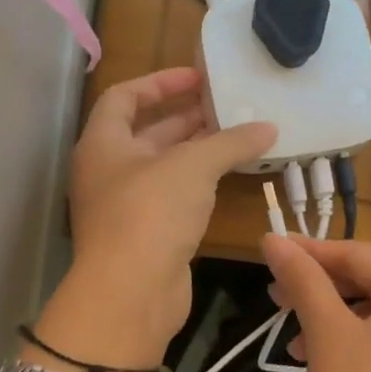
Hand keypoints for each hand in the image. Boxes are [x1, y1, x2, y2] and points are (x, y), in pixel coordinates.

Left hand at [57, 68, 273, 363]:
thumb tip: (268, 127)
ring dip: (197, 152)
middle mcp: (107, 171)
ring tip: (238, 137)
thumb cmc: (150, 213)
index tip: (198, 77)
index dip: (160, 82)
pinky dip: (198, 184)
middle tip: (229, 107)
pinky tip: (229, 178)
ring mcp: (124, 206)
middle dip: (186, 117)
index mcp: (102, 143)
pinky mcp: (144, 235)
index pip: (124, 97)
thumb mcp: (193, 167)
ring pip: (163, 167)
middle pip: (146, 132)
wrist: (131, 294)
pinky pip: (172, 197)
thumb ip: (230, 142)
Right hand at [263, 234, 370, 371]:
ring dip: (331, 322)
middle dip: (320, 291)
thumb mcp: (326, 335)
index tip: (268, 250)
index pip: (362, 257)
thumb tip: (272, 238)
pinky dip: (351, 347)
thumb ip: (302, 280)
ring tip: (292, 344)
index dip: (311, 252)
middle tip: (274, 298)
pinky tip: (316, 367)